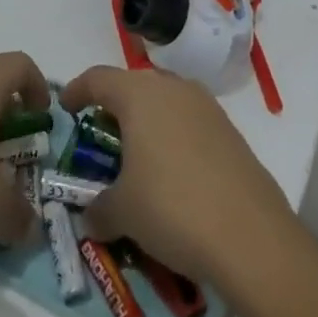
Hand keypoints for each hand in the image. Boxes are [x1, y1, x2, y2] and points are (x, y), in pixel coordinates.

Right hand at [60, 66, 293, 283]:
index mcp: (139, 95)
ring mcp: (207, 108)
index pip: (97, 78)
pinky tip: (172, 173)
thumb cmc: (172, 208)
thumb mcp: (122, 213)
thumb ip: (98, 208)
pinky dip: (173, 138)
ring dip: (147, 122)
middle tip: (100, 135)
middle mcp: (173, 89)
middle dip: (114, 107)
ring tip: (137, 156)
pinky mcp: (231, 132)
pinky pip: (190, 123)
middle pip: (133, 86)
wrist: (252, 237)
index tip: (65, 107)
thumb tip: (92, 216)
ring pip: (165, 102)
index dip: (77, 90)